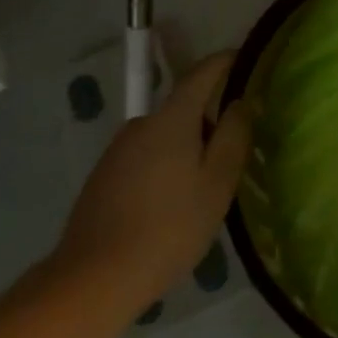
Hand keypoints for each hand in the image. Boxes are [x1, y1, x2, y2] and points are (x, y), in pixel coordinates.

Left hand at [49, 53, 252, 323]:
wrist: (94, 278)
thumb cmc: (168, 228)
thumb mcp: (216, 184)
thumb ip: (233, 137)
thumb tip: (240, 102)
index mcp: (171, 119)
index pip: (201, 73)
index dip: (224, 62)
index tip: (243, 59)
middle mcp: (141, 124)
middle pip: (183, 108)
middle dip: (208, 120)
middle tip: (232, 155)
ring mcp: (117, 150)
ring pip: (164, 136)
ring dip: (186, 148)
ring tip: (202, 189)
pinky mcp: (104, 176)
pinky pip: (145, 157)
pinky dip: (164, 167)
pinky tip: (170, 206)